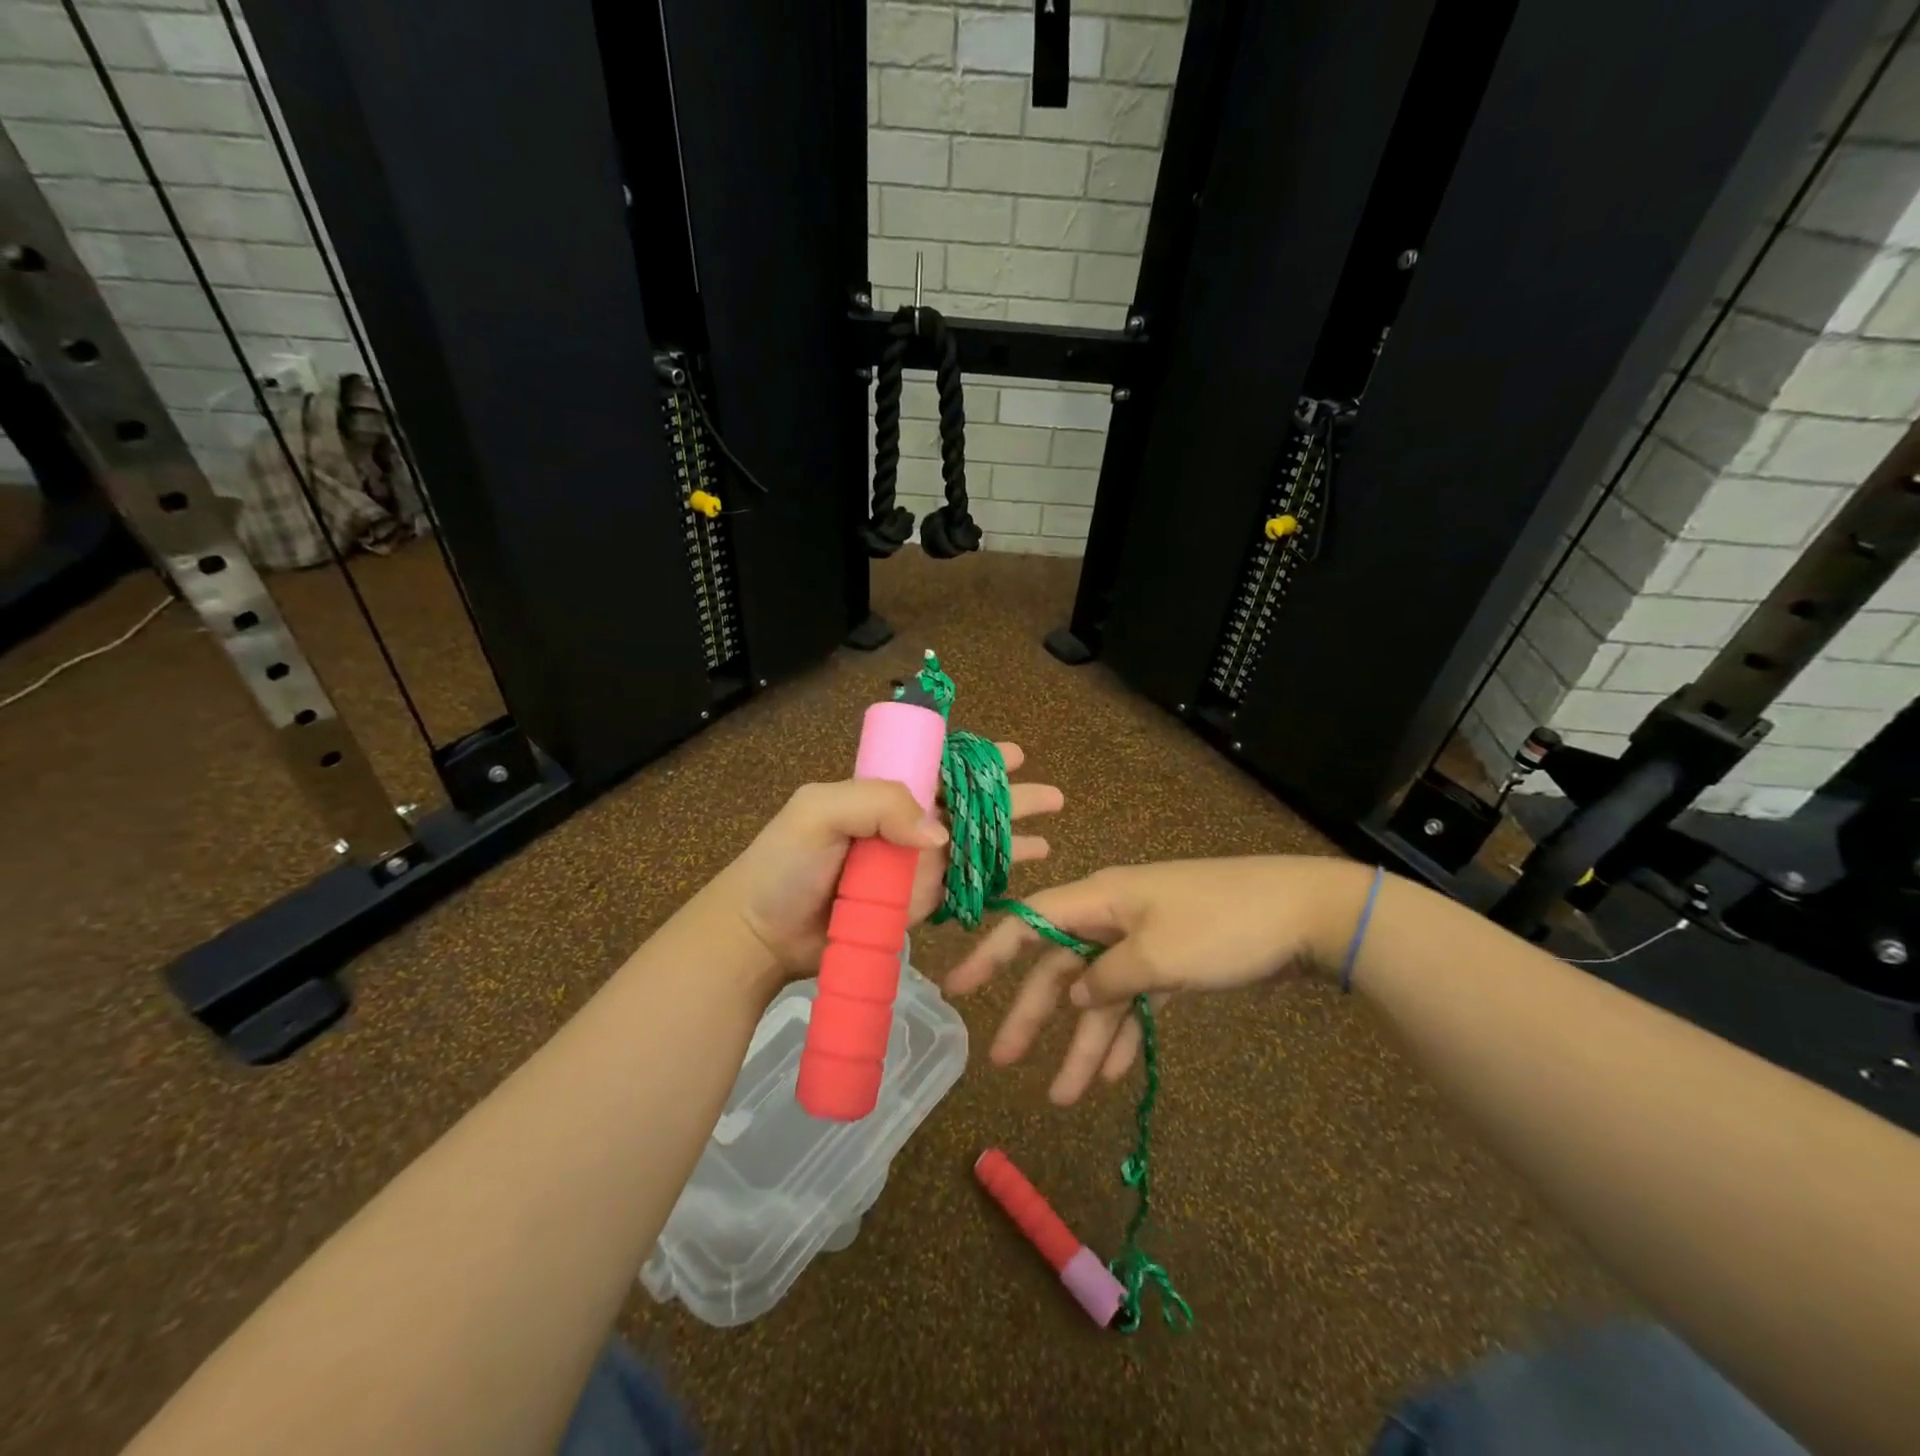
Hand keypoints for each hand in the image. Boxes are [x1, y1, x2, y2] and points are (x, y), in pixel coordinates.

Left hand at [703, 744, 1062, 982]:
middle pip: (968, 808)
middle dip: (1010, 800)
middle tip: (1052, 796)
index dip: (978, 762)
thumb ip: (877, 803)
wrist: (762, 935)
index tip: (1014, 756)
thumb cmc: (785, 865)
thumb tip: (940, 834)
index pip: (940, 770)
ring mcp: (911, 868)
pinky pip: (957, 889)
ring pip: (971, 848)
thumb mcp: (819, 812)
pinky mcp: (913, 906)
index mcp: (882, 794)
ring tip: (1046, 838)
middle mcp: (903, 826)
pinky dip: (989, 882)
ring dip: (1010, 841)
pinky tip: (1016, 876)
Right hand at [944, 856, 1370, 1103]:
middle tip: (1004, 1062)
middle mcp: (1114, 917)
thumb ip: (1108, 978)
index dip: (990, 953)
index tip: (957, 988)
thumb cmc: (1224, 926)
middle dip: (1035, 1015)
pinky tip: (1114, 1073)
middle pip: (1061, 967)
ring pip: (1100, 993)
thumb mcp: (1160, 956)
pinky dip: (1123, 1033)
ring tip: (1066, 1097)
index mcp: (1101, 900)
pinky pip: (1135, 999)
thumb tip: (1077, 994)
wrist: (1307, 915)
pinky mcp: (1174, 962)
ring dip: (1083, 1042)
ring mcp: (1145, 940)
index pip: (1029, 923)